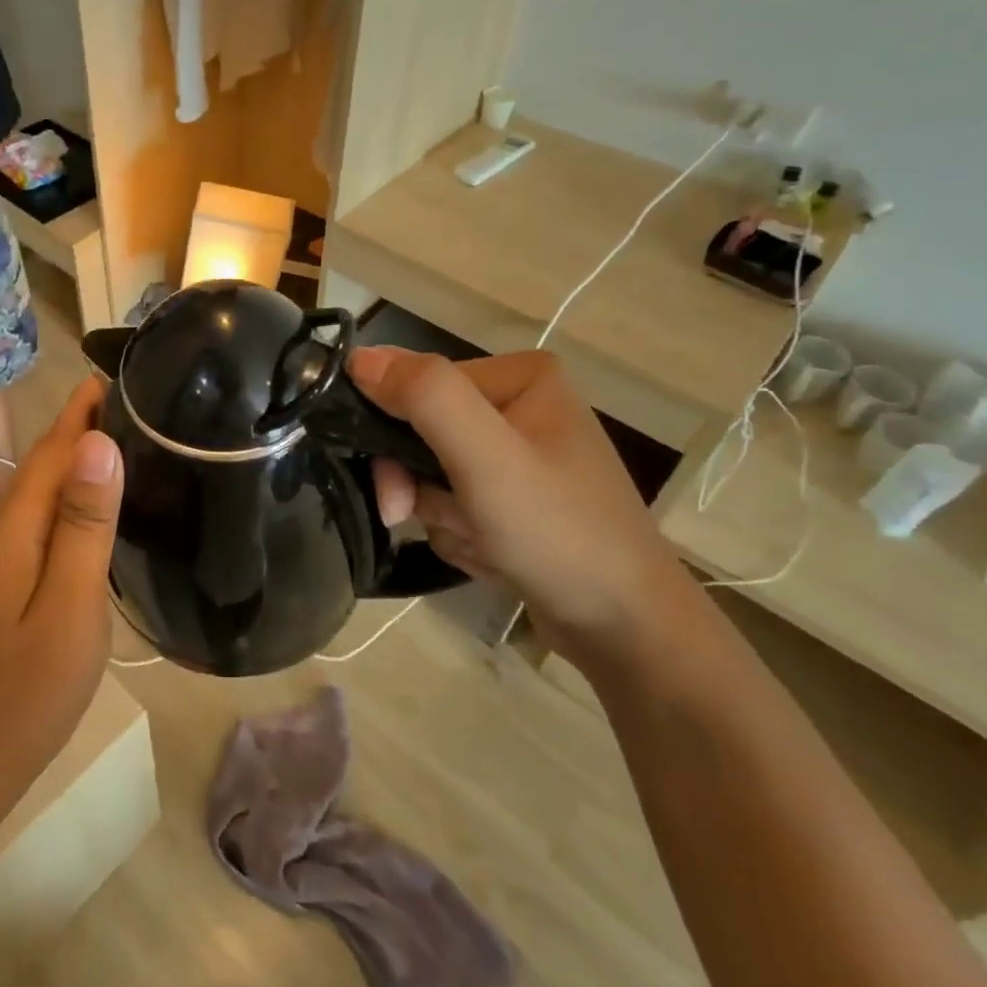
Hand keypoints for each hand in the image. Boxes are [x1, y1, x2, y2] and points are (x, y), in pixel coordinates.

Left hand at [0, 377, 123, 813]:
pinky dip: (69, 501)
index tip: (121, 372)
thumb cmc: (26, 691)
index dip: (84, 409)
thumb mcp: (69, 606)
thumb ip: (84, 524)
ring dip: (78, 464)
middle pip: (44, 466)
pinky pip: (38, 523)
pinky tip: (95, 510)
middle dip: (84, 429)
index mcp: (11, 528)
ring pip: (40, 495)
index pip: (54, 449)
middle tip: (140, 404)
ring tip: (128, 444)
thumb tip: (98, 443)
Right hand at [347, 346, 690, 668]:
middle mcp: (519, 407)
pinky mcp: (516, 499)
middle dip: (418, 486)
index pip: (418, 387)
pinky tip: (492, 557)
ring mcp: (518, 457)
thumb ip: (426, 397)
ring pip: (432, 474)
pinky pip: (454, 505)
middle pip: (422, 432)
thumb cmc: (560, 534)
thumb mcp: (487, 458)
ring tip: (480, 545)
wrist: (628, 630)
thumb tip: (358, 355)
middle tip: (412, 521)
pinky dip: (460, 534)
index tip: (395, 494)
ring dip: (440, 517)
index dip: (392, 437)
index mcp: (520, 378)